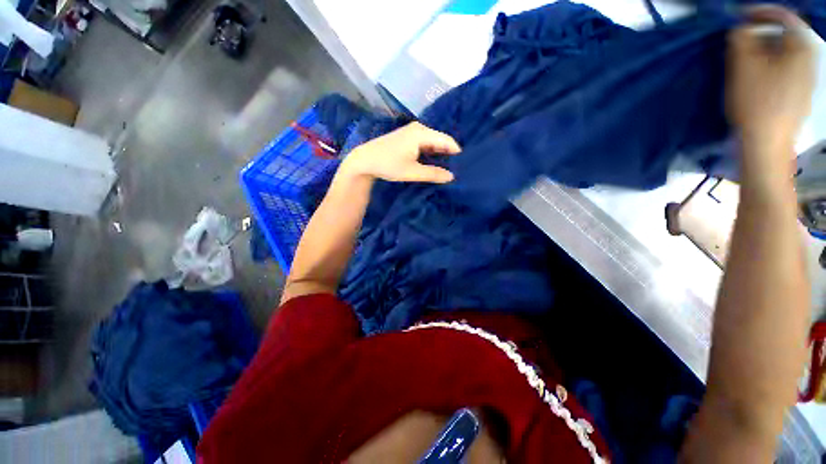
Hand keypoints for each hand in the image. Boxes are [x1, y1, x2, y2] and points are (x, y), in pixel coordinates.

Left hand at [339, 122, 460, 183]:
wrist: (365, 160)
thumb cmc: (388, 164)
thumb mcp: (412, 172)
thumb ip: (433, 174)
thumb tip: (452, 177)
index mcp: (421, 133)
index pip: (447, 141)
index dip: (457, 153)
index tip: (465, 166)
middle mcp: (419, 129)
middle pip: (441, 141)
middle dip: (450, 154)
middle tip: (459, 169)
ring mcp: (413, 133)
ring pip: (434, 143)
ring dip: (441, 155)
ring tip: (450, 168)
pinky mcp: (408, 138)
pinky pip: (426, 145)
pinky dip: (432, 154)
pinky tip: (435, 164)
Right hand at [727, 6, 814, 155]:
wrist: (767, 143)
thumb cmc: (756, 103)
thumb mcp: (744, 67)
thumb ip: (742, 40)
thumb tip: (741, 28)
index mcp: (801, 48)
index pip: (783, 17)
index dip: (760, 12)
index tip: (739, 16)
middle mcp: (810, 60)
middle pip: (785, 36)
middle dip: (762, 34)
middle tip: (741, 41)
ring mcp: (807, 79)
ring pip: (785, 54)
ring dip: (766, 51)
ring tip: (747, 60)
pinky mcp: (800, 94)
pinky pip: (787, 70)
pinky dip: (772, 66)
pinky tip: (759, 77)